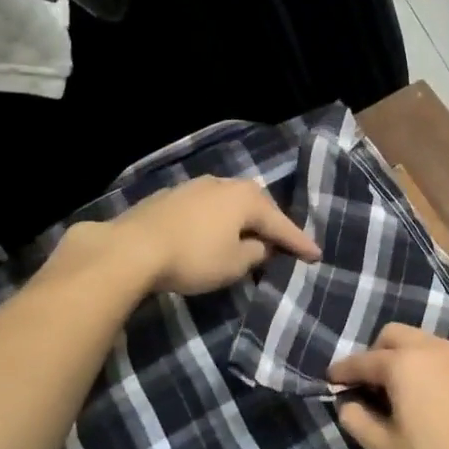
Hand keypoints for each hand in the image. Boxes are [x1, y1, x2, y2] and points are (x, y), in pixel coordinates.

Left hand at [45, 178, 318, 297]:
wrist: (131, 249)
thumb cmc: (193, 257)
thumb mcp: (235, 264)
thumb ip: (256, 253)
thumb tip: (261, 246)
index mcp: (246, 198)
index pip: (281, 223)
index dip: (299, 242)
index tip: (317, 255)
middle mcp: (224, 184)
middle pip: (256, 206)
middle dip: (270, 224)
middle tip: (284, 242)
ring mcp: (195, 187)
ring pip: (229, 203)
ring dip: (242, 220)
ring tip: (249, 236)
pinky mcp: (171, 197)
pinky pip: (207, 209)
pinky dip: (217, 221)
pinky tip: (213, 232)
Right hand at [329, 323, 448, 448]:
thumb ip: (358, 421)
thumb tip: (347, 404)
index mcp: (404, 364)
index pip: (363, 361)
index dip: (343, 370)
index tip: (330, 378)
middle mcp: (432, 349)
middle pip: (394, 335)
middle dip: (376, 352)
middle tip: (369, 383)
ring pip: (423, 341)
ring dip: (406, 356)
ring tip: (401, 390)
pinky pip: (446, 357)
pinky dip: (431, 366)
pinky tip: (433, 396)